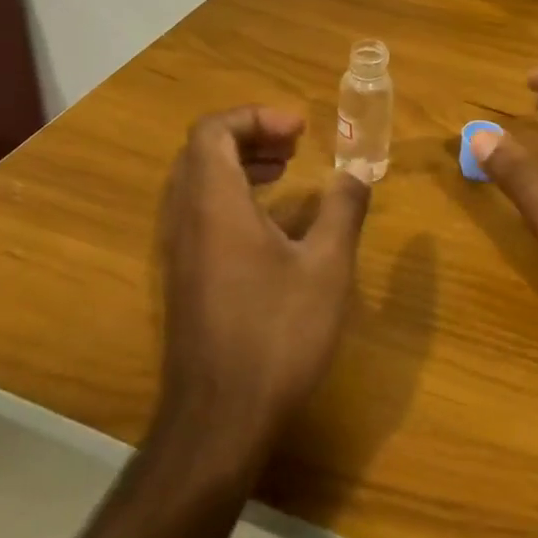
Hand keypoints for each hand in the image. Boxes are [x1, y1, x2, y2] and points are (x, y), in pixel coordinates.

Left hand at [157, 107, 371, 452]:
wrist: (220, 421)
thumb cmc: (276, 334)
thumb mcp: (326, 267)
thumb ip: (343, 209)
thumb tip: (358, 171)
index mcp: (215, 205)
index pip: (213, 131)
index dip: (256, 117)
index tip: (300, 131)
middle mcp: (186, 220)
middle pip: (203, 151)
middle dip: (251, 135)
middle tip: (295, 143)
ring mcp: (179, 251)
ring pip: (199, 182)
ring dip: (241, 164)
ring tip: (287, 170)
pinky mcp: (183, 278)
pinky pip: (200, 212)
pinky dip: (233, 196)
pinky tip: (273, 222)